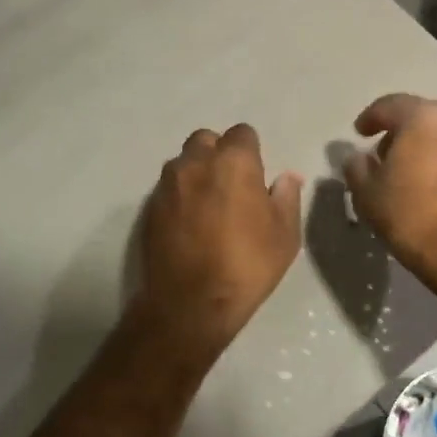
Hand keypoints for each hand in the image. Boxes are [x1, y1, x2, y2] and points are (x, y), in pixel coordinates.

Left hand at [134, 124, 302, 360]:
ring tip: (208, 204)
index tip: (256, 175)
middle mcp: (196, 162)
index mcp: (233, 162)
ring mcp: (167, 184)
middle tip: (232, 185)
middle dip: (219, 154)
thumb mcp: (284, 235)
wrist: (191, 303)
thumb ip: (286, 198)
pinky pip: (168, 188)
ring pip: (183, 162)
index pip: (242, 133)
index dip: (251, 151)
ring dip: (196, 172)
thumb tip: (287, 178)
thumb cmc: (247, 265)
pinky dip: (180, 196)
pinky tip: (189, 223)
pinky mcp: (149, 207)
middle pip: (206, 140)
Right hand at [344, 94, 436, 289]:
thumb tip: (358, 158)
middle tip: (383, 155)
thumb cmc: (413, 217)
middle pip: (422, 116)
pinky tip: (433, 184)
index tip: (359, 133)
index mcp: (425, 117)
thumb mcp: (369, 194)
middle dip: (401, 131)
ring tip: (409, 172)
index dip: (370, 118)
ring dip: (426, 145)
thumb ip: (357, 168)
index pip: (390, 105)